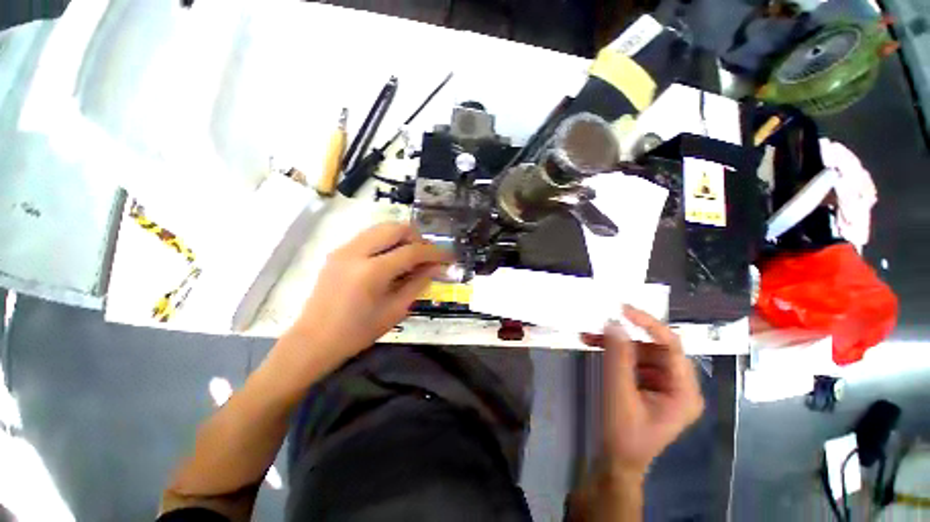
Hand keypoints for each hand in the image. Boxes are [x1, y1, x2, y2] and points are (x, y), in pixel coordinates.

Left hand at [276, 223, 451, 378]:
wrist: (314, 340)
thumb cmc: (358, 332)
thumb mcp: (395, 310)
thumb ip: (418, 284)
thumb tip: (436, 267)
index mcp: (372, 271)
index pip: (412, 251)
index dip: (435, 252)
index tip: (449, 256)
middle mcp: (357, 252)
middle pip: (396, 228)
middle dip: (418, 238)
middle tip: (427, 256)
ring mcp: (344, 249)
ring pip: (382, 227)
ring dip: (402, 237)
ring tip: (412, 256)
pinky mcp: (338, 251)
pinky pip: (370, 236)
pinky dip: (387, 241)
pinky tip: (392, 258)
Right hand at [582, 306, 704, 477]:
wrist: (615, 460)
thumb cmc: (622, 433)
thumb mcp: (619, 394)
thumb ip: (617, 357)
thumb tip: (613, 323)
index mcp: (684, 392)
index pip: (672, 347)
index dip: (649, 324)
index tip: (623, 310)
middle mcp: (679, 385)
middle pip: (654, 348)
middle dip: (625, 337)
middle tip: (599, 324)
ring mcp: (664, 385)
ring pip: (640, 352)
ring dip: (615, 344)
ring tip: (589, 337)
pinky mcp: (648, 385)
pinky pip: (633, 361)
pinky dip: (614, 353)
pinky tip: (595, 346)